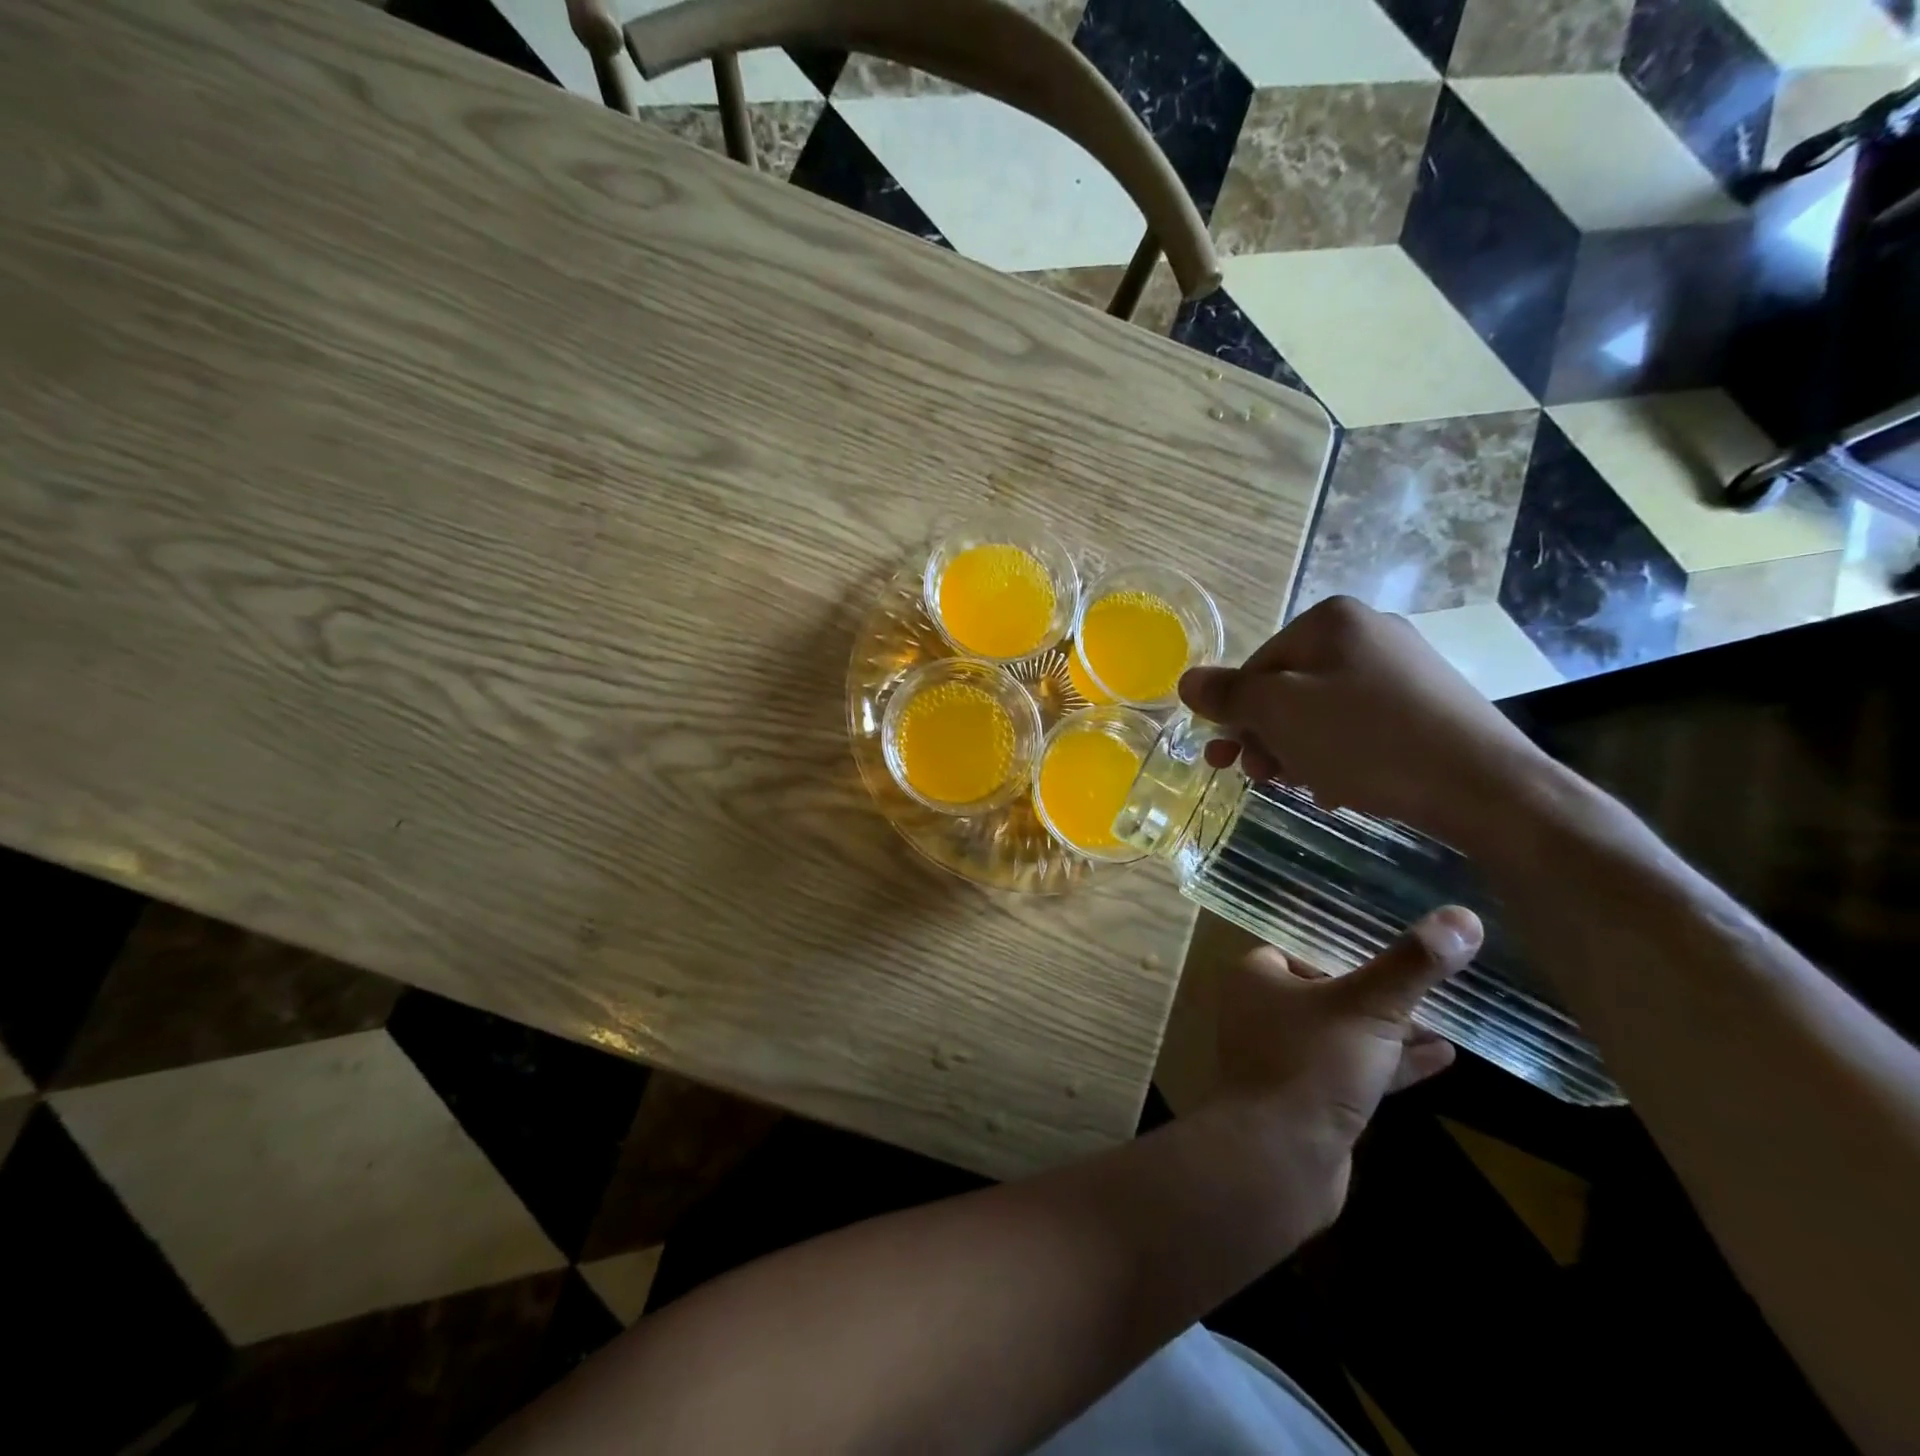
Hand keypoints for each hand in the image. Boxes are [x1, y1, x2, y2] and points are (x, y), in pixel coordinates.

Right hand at [1178, 596, 1552, 851]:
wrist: (1484, 787)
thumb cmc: (1367, 741)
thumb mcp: (1280, 714)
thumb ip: (1228, 694)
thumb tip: (1187, 680)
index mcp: (1331, 620)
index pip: (1256, 666)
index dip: (1237, 715)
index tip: (1228, 759)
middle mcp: (1368, 632)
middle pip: (1288, 688)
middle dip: (1267, 736)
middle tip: (1260, 778)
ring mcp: (1403, 667)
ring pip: (1321, 710)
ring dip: (1298, 750)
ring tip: (1304, 786)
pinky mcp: (1427, 704)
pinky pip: (1359, 725)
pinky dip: (1338, 754)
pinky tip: (1341, 786)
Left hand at [1218, 908, 1482, 1206]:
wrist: (1279, 1157)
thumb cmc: (1312, 1064)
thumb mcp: (1368, 1006)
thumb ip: (1412, 964)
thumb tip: (1463, 917)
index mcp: (1257, 976)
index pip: (1302, 948)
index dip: (1345, 948)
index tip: (1394, 946)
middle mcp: (1262, 1011)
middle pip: (1327, 990)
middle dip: (1377, 991)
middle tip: (1428, 982)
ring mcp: (1284, 1057)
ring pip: (1343, 1032)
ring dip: (1391, 1029)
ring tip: (1446, 1018)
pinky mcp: (1307, 1098)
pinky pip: (1353, 1069)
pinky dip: (1391, 1063)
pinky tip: (1443, 1057)